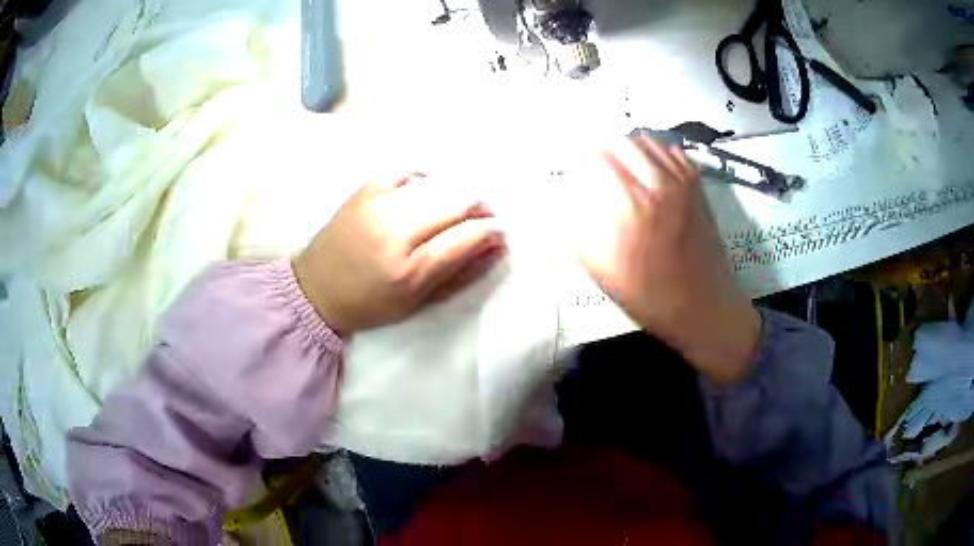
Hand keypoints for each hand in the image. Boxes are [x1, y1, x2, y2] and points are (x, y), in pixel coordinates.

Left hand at [293, 173, 505, 335]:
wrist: (316, 288)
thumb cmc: (370, 304)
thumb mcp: (418, 303)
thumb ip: (460, 274)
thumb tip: (495, 247)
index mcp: (410, 270)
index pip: (467, 237)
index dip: (492, 231)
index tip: (499, 232)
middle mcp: (395, 232)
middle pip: (457, 202)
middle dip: (481, 207)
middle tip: (483, 217)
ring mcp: (378, 205)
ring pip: (437, 184)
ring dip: (457, 192)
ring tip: (457, 205)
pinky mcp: (364, 190)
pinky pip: (406, 170)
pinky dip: (425, 175)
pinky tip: (430, 184)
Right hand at [568, 136, 760, 383]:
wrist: (704, 307)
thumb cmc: (651, 297)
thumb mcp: (604, 272)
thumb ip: (578, 233)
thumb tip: (565, 205)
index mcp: (633, 205)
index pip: (600, 158)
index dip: (582, 160)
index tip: (575, 171)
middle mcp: (659, 184)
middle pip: (625, 142)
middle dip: (604, 150)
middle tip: (596, 166)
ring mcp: (683, 183)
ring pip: (651, 142)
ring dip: (630, 147)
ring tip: (622, 164)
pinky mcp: (699, 188)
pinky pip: (675, 153)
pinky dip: (657, 153)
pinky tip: (650, 169)